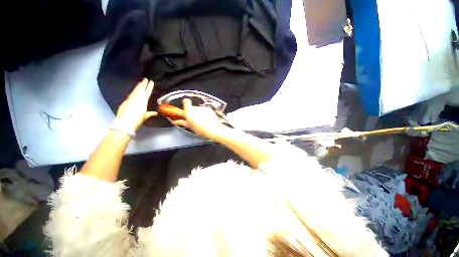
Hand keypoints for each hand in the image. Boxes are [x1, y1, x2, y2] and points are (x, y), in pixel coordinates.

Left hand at [115, 78, 156, 131]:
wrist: (124, 123)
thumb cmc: (137, 120)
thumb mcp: (145, 117)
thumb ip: (150, 113)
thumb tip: (155, 113)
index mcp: (143, 102)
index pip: (147, 93)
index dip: (149, 87)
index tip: (151, 82)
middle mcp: (136, 99)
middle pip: (140, 90)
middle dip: (143, 84)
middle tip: (145, 79)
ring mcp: (130, 100)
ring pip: (135, 91)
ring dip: (138, 87)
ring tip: (140, 83)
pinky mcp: (125, 102)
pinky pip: (131, 95)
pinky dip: (134, 92)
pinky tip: (134, 91)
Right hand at [172, 98, 226, 137]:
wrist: (212, 129)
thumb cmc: (200, 129)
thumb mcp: (190, 126)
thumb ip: (182, 122)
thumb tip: (175, 121)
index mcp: (189, 111)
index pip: (186, 101)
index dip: (185, 103)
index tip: (185, 106)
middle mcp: (196, 108)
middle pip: (193, 107)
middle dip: (193, 112)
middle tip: (194, 119)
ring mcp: (203, 108)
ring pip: (199, 109)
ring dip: (199, 113)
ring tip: (202, 121)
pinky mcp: (209, 109)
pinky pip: (205, 110)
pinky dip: (205, 114)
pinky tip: (207, 120)